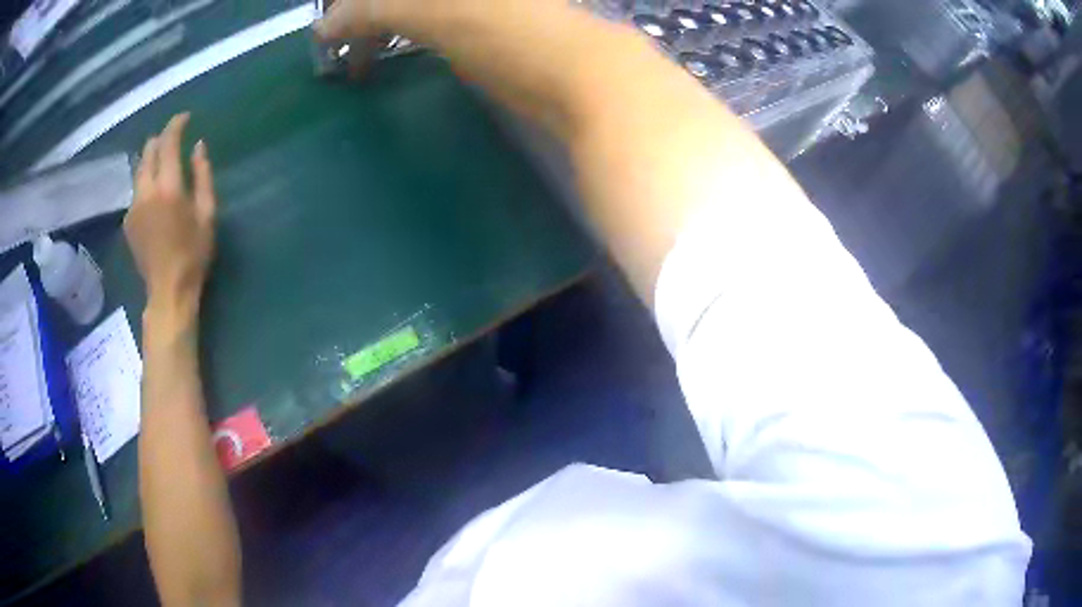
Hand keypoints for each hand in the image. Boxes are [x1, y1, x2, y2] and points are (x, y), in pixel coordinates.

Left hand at [124, 113, 216, 326]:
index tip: (185, 118)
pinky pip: (136, 190)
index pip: (168, 143)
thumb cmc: (193, 254)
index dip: (176, 125)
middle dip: (160, 140)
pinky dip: (145, 182)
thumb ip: (203, 176)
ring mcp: (134, 206)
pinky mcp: (128, 221)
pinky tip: (155, 194)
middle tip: (173, 140)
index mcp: (168, 188)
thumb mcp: (207, 214)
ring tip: (163, 163)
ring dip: (151, 160)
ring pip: (139, 170)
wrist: (167, 291)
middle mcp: (146, 192)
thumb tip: (199, 146)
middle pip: (148, 151)